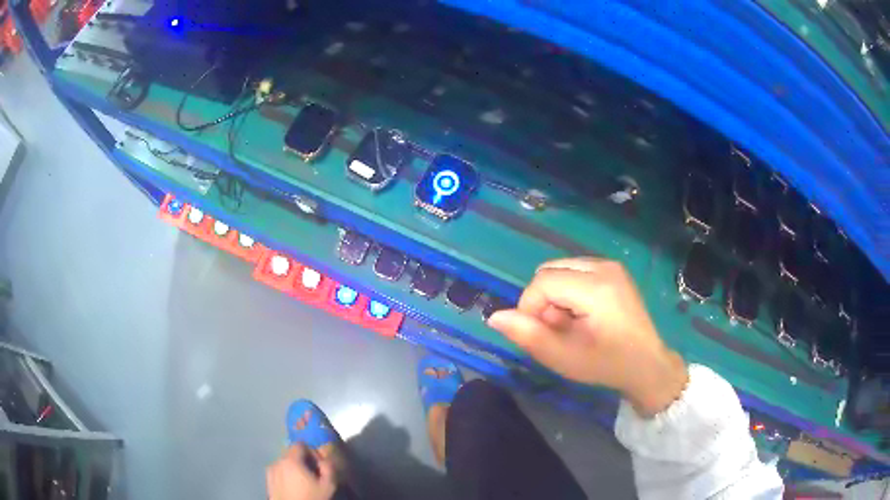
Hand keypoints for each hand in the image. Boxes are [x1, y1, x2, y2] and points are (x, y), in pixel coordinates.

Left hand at [267, 444, 336, 499]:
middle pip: (291, 453)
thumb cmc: (311, 498)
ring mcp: (270, 471)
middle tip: (313, 474)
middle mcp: (277, 461)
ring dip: (294, 468)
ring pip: (284, 463)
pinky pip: (279, 472)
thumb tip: (324, 460)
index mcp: (291, 460)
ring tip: (304, 482)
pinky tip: (294, 487)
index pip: (300, 444)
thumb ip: (328, 468)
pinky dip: (286, 475)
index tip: (319, 465)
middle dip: (303, 461)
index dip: (312, 452)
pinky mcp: (268, 481)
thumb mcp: (328, 485)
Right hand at [488, 258, 687, 416]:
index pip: (542, 282)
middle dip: (543, 301)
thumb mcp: (564, 358)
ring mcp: (611, 266)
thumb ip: (528, 336)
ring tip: (571, 324)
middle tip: (558, 330)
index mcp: (596, 287)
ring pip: (560, 270)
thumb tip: (495, 316)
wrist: (647, 364)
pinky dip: (568, 291)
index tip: (541, 334)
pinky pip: (574, 271)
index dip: (530, 308)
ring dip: (554, 296)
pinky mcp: (613, 270)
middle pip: (549, 271)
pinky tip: (581, 314)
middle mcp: (604, 267)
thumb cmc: (606, 365)